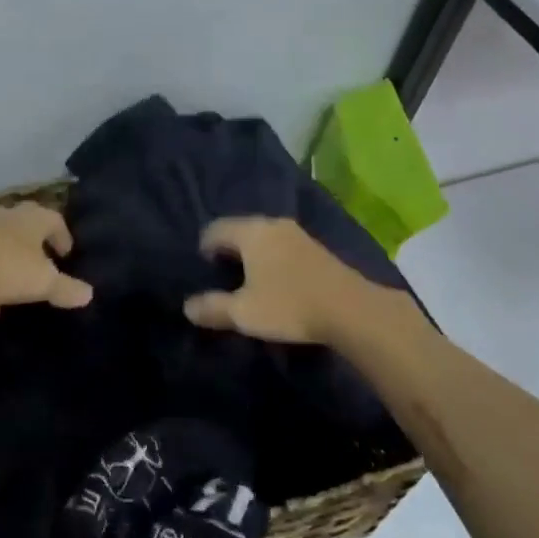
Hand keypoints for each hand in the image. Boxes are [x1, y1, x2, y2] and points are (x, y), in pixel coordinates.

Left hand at [0, 202, 94, 318]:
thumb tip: (88, 294)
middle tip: (41, 263)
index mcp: (32, 219)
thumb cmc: (6, 267)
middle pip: (24, 226)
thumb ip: (66, 288)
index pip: (54, 220)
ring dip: (8, 264)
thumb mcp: (43, 283)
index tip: (66, 254)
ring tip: (14, 292)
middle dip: (34, 245)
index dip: (62, 236)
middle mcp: (6, 217)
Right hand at [182, 216, 372, 343]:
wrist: (351, 310)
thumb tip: (187, 307)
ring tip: (246, 276)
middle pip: (240, 229)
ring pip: (263, 236)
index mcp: (251, 232)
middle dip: (228, 247)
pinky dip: (271, 257)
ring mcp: (298, 234)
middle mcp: (273, 225)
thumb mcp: (243, 312)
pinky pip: (282, 245)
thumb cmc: (288, 305)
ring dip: (252, 252)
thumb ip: (213, 308)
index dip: (204, 246)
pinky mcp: (317, 248)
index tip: (202, 266)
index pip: (216, 229)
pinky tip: (274, 279)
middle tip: (220, 271)